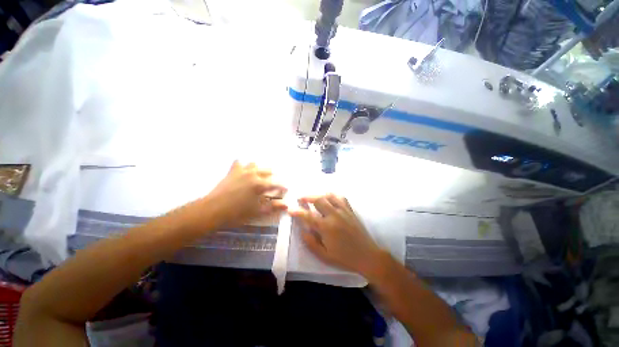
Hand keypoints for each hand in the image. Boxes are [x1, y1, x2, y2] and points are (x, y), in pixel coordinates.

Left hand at [198, 161, 287, 227]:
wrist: (212, 210)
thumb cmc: (237, 213)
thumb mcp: (257, 212)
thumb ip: (273, 207)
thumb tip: (286, 205)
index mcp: (260, 184)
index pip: (276, 183)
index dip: (282, 186)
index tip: (286, 188)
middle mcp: (253, 174)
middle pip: (267, 171)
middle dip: (273, 175)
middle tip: (274, 182)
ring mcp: (241, 171)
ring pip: (254, 164)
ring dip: (259, 169)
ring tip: (260, 175)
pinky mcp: (231, 172)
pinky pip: (238, 163)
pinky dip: (242, 165)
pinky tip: (243, 169)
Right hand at [289, 194, 382, 276]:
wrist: (367, 255)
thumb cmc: (344, 257)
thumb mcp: (324, 255)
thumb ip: (311, 242)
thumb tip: (302, 230)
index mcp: (326, 227)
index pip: (308, 216)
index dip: (297, 212)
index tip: (290, 209)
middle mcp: (334, 215)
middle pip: (318, 200)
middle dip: (307, 197)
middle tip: (300, 198)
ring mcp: (343, 211)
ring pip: (329, 196)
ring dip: (319, 195)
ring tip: (313, 198)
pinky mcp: (350, 210)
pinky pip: (341, 197)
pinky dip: (333, 195)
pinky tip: (329, 198)